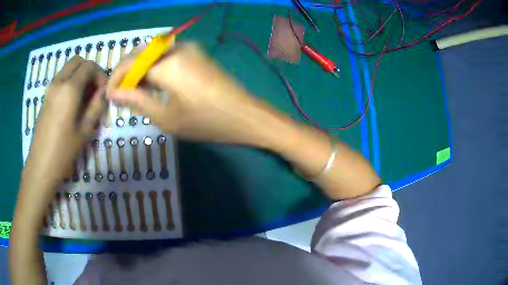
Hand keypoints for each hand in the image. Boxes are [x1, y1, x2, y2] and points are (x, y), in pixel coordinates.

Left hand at [23, 56, 105, 186]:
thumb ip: (96, 106)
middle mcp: (58, 82)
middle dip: (89, 70)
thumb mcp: (85, 131)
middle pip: (77, 61)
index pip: (89, 66)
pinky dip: (69, 81)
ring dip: (78, 74)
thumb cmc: (63, 151)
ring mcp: (50, 88)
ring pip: (68, 68)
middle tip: (93, 89)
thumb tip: (103, 92)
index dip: (100, 74)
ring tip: (82, 96)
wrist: (40, 166)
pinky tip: (71, 102)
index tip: (102, 91)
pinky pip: (60, 78)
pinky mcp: (45, 96)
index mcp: (69, 89)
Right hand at [108, 43, 282, 145]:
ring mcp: (189, 48)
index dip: (116, 78)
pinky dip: (154, 66)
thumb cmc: (207, 122)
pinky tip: (150, 83)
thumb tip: (113, 93)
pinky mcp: (196, 53)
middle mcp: (177, 48)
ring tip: (132, 92)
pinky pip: (166, 55)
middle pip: (140, 53)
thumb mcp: (166, 117)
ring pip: (153, 53)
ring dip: (139, 69)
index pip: (130, 63)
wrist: (246, 115)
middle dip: (126, 72)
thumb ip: (137, 101)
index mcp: (168, 63)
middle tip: (119, 94)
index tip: (108, 94)